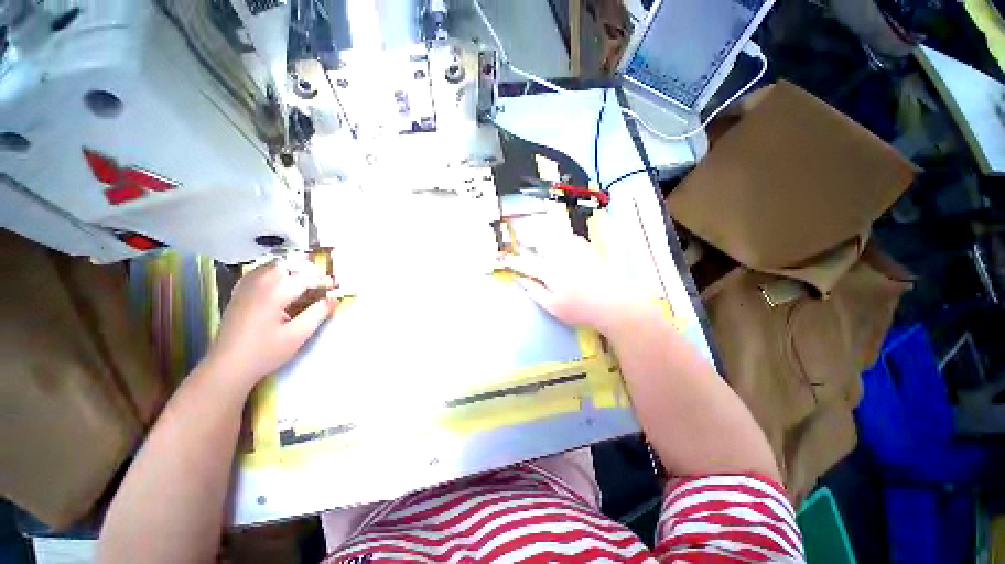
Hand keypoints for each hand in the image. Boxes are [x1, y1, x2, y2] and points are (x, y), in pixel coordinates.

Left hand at [205, 258, 339, 390]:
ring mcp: (246, 288)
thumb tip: (334, 298)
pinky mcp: (239, 294)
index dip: (322, 280)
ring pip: (271, 266)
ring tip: (304, 280)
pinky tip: (280, 283)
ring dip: (291, 268)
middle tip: (320, 281)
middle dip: (306, 269)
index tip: (335, 287)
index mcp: (274, 294)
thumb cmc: (265, 352)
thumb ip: (318, 313)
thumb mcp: (298, 335)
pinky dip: (274, 272)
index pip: (304, 277)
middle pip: (286, 265)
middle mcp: (259, 285)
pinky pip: (258, 272)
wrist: (227, 366)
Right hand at [501, 234, 641, 334]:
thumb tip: (520, 280)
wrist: (611, 303)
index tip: (504, 258)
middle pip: (540, 242)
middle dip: (528, 237)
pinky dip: (564, 236)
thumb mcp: (552, 306)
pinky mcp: (589, 252)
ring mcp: (576, 253)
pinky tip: (564, 237)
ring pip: (556, 236)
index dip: (514, 261)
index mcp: (549, 272)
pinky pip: (574, 238)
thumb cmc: (579, 309)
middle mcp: (560, 257)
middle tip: (520, 234)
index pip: (526, 264)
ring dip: (545, 232)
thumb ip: (534, 291)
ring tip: (538, 229)